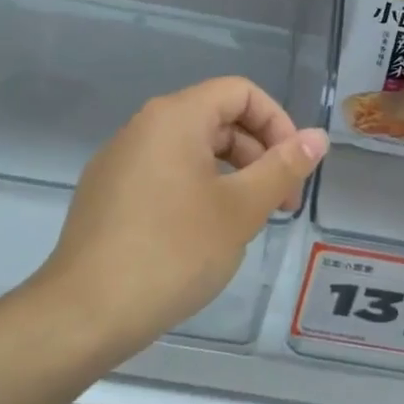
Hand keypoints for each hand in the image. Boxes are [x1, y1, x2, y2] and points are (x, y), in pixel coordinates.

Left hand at [31, 77, 328, 353]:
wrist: (86, 312)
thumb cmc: (174, 252)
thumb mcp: (241, 209)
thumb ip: (283, 167)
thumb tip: (318, 137)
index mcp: (175, 117)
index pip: (240, 92)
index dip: (278, 122)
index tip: (294, 168)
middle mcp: (143, 127)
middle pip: (216, 119)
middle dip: (258, 153)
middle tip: (280, 205)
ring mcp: (119, 161)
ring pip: (191, 150)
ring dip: (231, 175)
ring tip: (247, 222)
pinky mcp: (107, 194)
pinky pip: (165, 175)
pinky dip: (198, 191)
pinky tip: (204, 236)